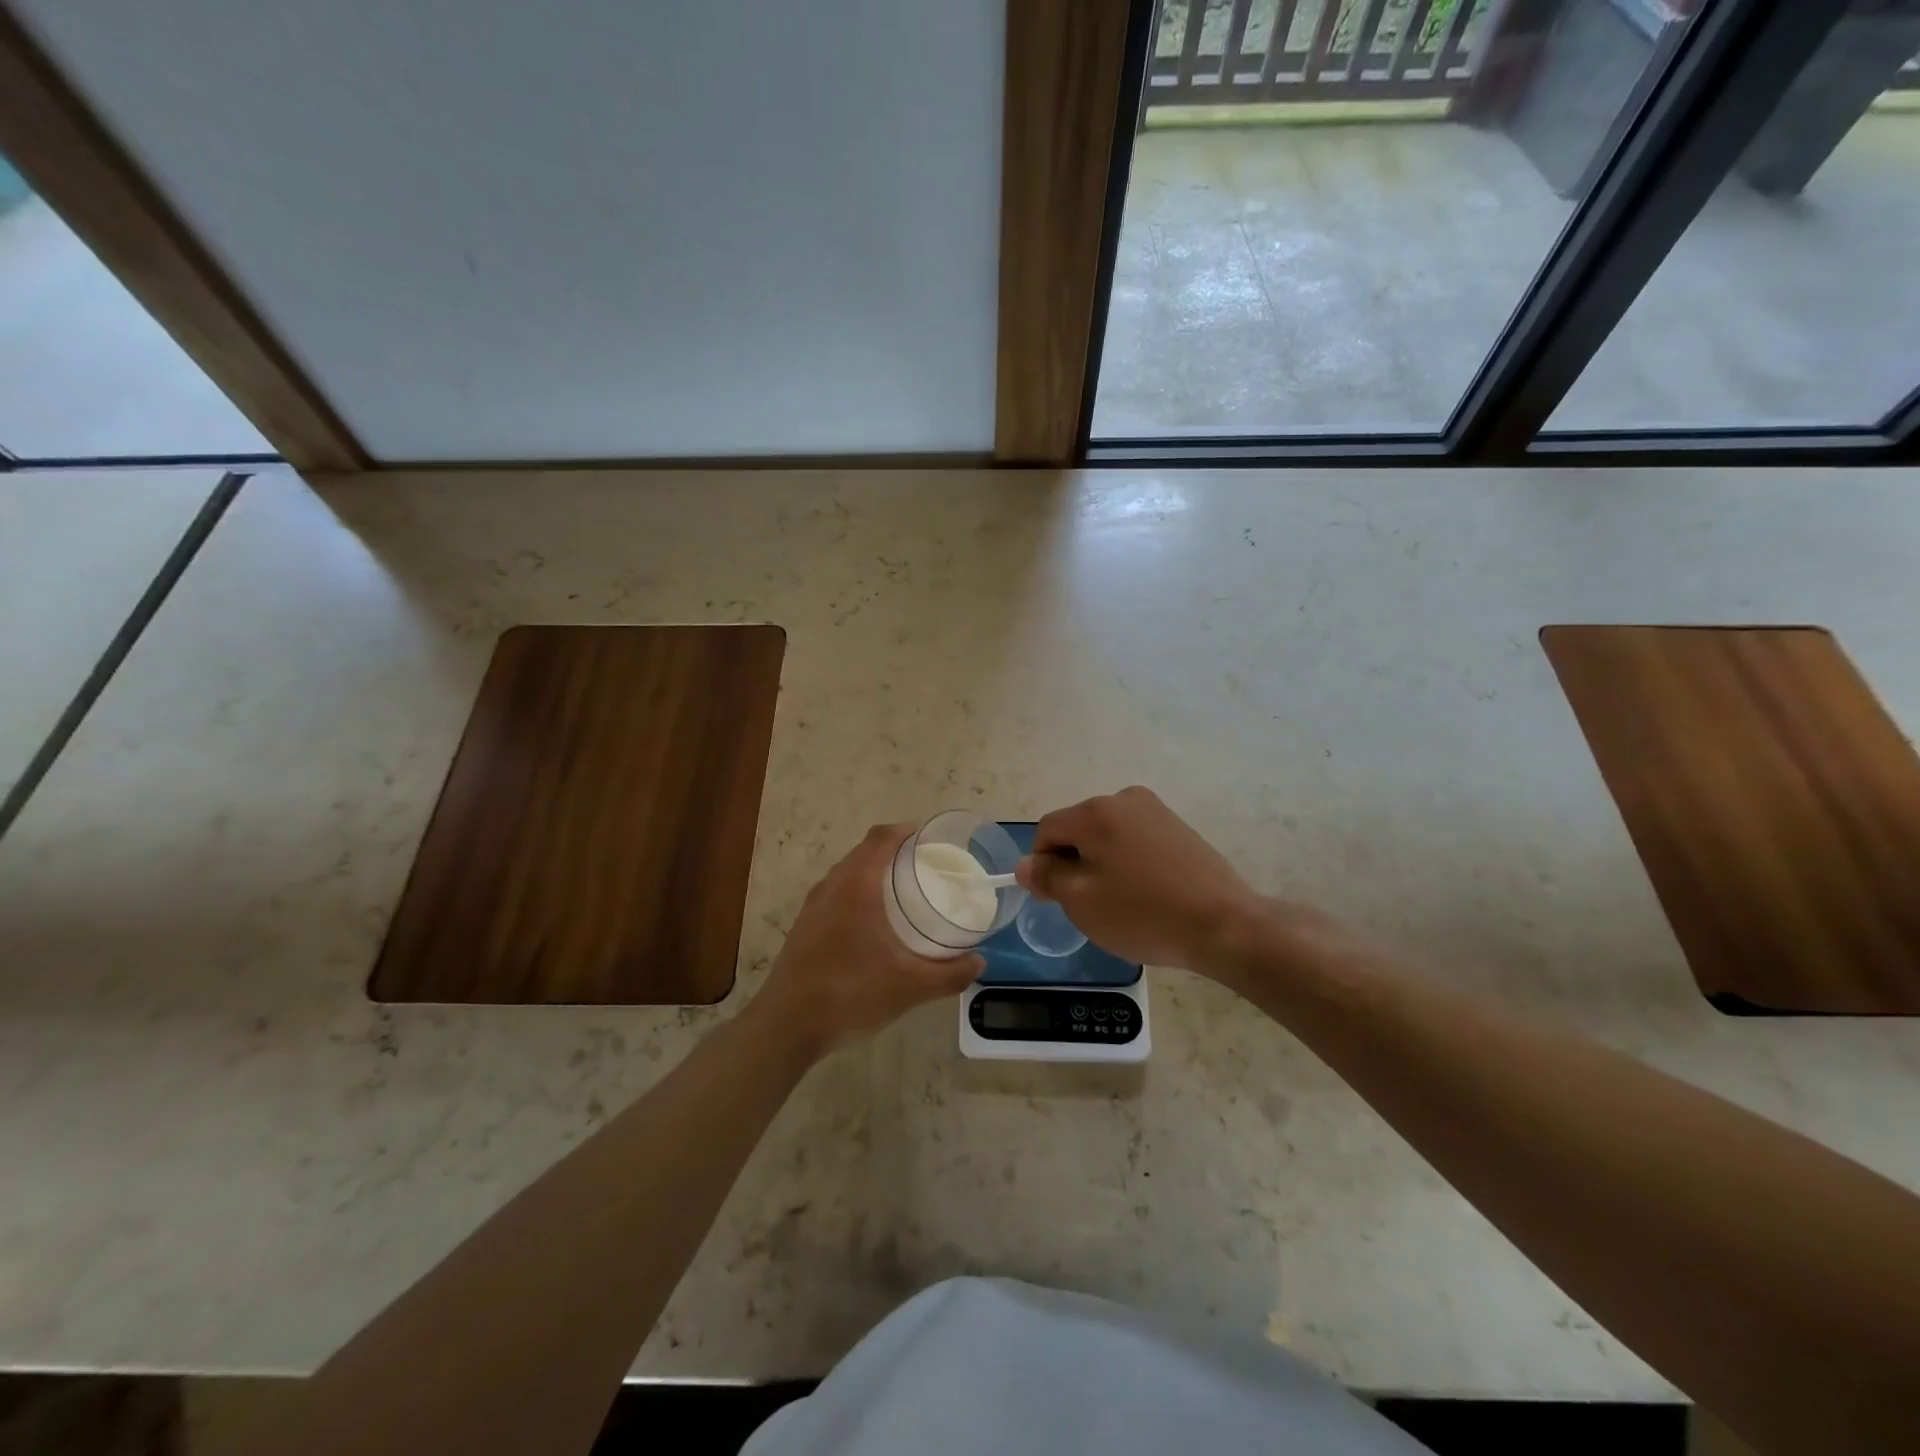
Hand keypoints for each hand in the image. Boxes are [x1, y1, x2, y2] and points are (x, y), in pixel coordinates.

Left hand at [750, 825, 982, 1060]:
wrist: (786, 1026)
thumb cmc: (850, 994)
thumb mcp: (909, 987)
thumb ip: (949, 974)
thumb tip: (979, 963)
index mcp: (856, 886)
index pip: (881, 838)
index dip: (906, 831)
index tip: (931, 840)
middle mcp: (831, 886)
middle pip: (865, 852)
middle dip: (895, 852)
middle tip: (926, 868)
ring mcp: (813, 906)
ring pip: (848, 873)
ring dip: (874, 873)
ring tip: (904, 893)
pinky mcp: (804, 926)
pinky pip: (836, 893)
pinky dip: (858, 893)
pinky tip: (874, 925)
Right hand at [1016, 787, 1262, 973]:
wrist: (1224, 924)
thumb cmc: (1143, 914)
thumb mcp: (1082, 902)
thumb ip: (1047, 877)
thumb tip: (1027, 865)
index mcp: (1095, 812)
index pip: (1047, 830)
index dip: (1042, 865)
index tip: (1057, 900)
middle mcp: (1124, 799)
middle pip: (1078, 829)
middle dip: (1074, 863)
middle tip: (1091, 906)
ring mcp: (1156, 811)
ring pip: (1108, 836)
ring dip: (1103, 864)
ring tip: (1123, 903)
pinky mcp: (1179, 827)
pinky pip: (1136, 841)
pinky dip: (1130, 863)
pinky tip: (1148, 894)